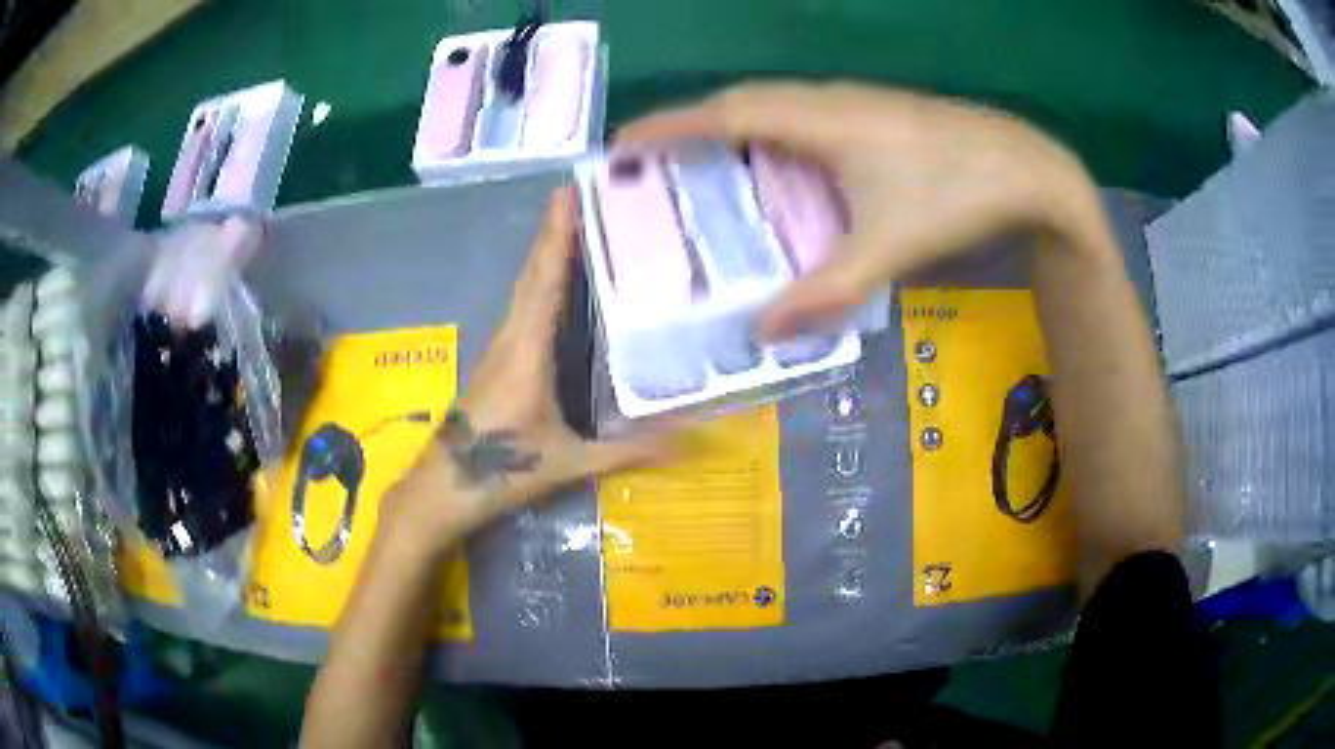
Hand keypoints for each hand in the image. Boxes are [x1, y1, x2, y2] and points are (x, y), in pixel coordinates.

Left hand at [380, 189, 666, 556]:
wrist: (442, 488)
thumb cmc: (500, 470)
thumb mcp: (567, 463)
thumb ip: (627, 452)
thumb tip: (687, 443)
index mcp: (526, 350)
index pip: (544, 281)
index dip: (556, 236)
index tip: (568, 194)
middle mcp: (509, 338)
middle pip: (532, 274)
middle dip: (552, 232)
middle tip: (577, 194)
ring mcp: (498, 348)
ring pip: (523, 289)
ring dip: (544, 254)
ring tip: (572, 226)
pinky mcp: (496, 361)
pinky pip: (521, 309)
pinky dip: (539, 283)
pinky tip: (554, 285)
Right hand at [618, 82, 1102, 338]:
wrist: (1026, 167)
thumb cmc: (954, 198)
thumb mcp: (887, 250)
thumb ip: (823, 292)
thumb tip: (763, 333)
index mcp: (818, 121)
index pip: (722, 115)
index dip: (668, 127)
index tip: (622, 144)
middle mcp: (827, 99)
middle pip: (742, 100)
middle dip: (692, 124)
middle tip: (659, 159)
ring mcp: (855, 100)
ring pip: (775, 102)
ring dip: (734, 123)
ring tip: (708, 161)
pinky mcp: (877, 110)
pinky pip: (804, 110)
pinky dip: (773, 129)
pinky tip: (783, 163)